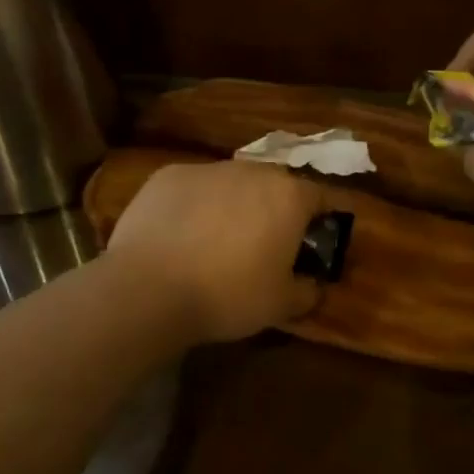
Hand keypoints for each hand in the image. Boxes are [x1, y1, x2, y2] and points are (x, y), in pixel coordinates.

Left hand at [105, 161, 329, 343]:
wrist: (149, 288)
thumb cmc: (228, 295)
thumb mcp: (281, 305)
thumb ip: (307, 290)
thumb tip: (315, 285)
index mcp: (289, 196)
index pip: (321, 196)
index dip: (323, 217)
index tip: (318, 238)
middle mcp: (252, 171)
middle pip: (274, 185)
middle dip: (276, 208)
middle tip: (267, 242)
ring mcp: (207, 169)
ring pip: (232, 183)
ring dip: (234, 204)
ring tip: (219, 239)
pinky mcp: (168, 175)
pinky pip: (193, 188)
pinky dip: (195, 205)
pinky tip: (181, 234)